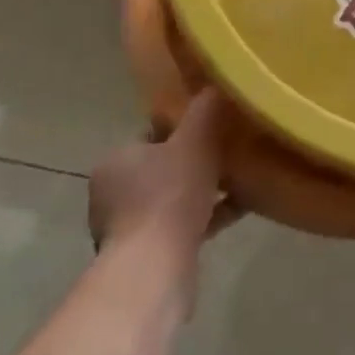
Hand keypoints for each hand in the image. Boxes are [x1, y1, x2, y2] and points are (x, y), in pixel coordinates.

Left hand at [88, 90, 234, 264]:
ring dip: (203, 191)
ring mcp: (127, 230)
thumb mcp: (195, 139)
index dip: (183, 128)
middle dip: (195, 161)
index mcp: (115, 161)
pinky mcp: (146, 258)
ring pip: (173, 199)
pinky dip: (207, 217)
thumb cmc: (169, 196)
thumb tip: (217, 84)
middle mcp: (113, 195)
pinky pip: (182, 227)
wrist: (154, 271)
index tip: (212, 127)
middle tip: (230, 152)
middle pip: (163, 167)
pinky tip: (240, 209)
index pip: (150, 135)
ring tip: (241, 180)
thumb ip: (206, 110)